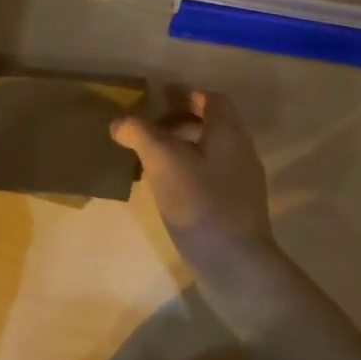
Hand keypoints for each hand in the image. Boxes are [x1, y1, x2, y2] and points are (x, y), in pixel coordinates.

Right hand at [110, 90, 280, 273]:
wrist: (235, 264)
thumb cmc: (200, 203)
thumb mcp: (163, 161)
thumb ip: (141, 134)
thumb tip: (120, 122)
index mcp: (229, 133)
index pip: (212, 99)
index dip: (186, 95)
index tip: (158, 99)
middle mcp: (240, 152)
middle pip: (210, 126)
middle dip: (178, 123)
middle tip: (146, 132)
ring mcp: (240, 183)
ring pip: (208, 154)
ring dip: (180, 151)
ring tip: (148, 163)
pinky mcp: (234, 209)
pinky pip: (208, 178)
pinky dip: (185, 174)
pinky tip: (164, 192)